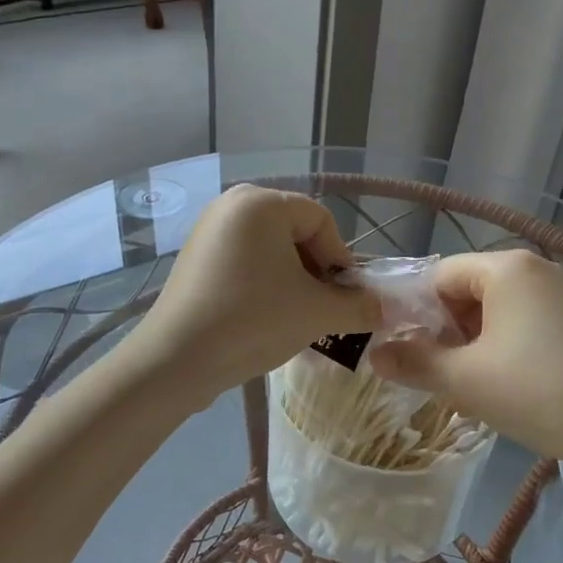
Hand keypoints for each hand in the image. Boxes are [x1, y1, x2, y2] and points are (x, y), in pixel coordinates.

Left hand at [130, 185, 377, 396]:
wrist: (176, 360)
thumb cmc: (253, 321)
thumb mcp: (317, 313)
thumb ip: (359, 306)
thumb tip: (386, 308)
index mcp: (261, 202)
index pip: (321, 221)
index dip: (340, 259)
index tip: (343, 298)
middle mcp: (232, 203)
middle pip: (296, 230)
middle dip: (316, 270)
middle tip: (321, 307)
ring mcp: (209, 229)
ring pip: (271, 248)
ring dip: (292, 279)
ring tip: (295, 316)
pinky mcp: (196, 256)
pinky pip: (245, 260)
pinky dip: (264, 282)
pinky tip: (264, 315)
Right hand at [366, 250, 562, 468]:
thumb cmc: (537, 394)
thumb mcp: (465, 380)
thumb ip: (414, 362)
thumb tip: (374, 355)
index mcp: (506, 268)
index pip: (438, 276)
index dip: (416, 312)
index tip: (408, 353)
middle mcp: (534, 269)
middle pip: (466, 290)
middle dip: (445, 330)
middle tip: (438, 373)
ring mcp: (559, 293)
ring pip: (493, 309)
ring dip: (471, 342)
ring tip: (467, 384)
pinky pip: (520, 321)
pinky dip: (500, 345)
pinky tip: (501, 383)